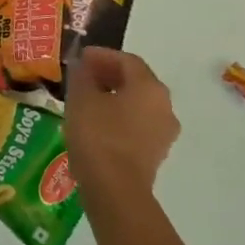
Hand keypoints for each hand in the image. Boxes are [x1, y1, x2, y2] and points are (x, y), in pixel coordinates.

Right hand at [64, 47, 179, 207]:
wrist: (115, 190)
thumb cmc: (98, 135)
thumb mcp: (81, 98)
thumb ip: (81, 75)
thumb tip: (82, 64)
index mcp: (150, 87)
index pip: (127, 60)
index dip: (102, 55)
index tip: (80, 57)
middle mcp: (164, 106)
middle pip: (136, 81)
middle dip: (109, 75)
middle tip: (83, 76)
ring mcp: (164, 132)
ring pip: (137, 104)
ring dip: (114, 97)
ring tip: (87, 100)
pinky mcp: (155, 153)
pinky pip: (137, 125)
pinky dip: (118, 117)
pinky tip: (96, 123)